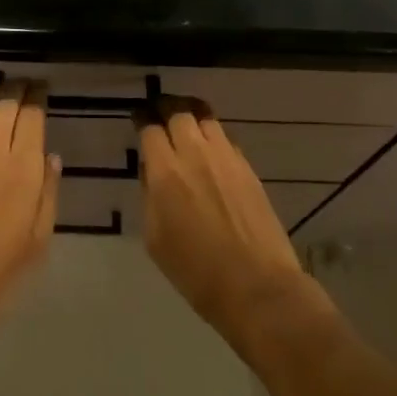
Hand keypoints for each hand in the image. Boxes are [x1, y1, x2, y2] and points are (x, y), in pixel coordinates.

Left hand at [0, 80, 60, 348]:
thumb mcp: (37, 241)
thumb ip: (48, 194)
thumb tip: (51, 158)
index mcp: (22, 168)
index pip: (32, 114)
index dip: (38, 96)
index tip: (43, 89)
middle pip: (5, 101)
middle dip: (18, 87)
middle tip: (25, 84)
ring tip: (1, 91)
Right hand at [138, 96, 312, 354]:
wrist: (257, 288)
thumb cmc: (197, 273)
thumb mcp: (155, 239)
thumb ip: (149, 197)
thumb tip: (152, 172)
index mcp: (166, 172)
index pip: (150, 128)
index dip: (142, 119)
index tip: (138, 118)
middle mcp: (195, 154)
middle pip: (178, 112)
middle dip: (165, 107)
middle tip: (159, 113)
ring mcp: (225, 157)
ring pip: (205, 117)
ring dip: (191, 115)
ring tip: (185, 122)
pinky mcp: (247, 167)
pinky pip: (225, 138)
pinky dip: (212, 135)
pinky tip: (209, 149)